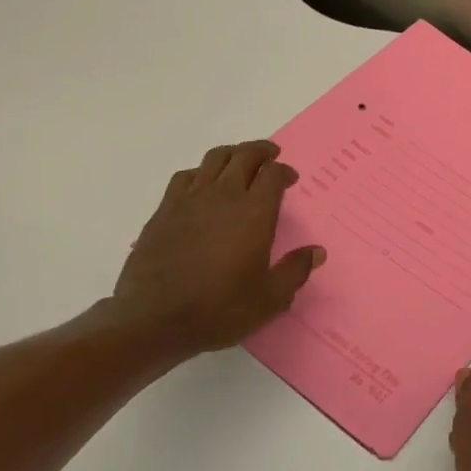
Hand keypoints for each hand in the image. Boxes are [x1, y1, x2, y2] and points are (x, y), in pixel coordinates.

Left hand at [102, 140, 323, 359]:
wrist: (153, 318)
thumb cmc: (219, 308)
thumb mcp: (269, 298)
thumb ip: (295, 270)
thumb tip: (317, 251)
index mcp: (254, 212)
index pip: (273, 174)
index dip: (285, 171)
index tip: (291, 180)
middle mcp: (224, 196)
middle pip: (244, 156)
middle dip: (262, 152)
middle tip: (271, 157)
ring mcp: (190, 199)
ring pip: (215, 159)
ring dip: (232, 154)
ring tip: (240, 161)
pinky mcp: (164, 210)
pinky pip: (186, 176)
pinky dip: (202, 172)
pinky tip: (203, 184)